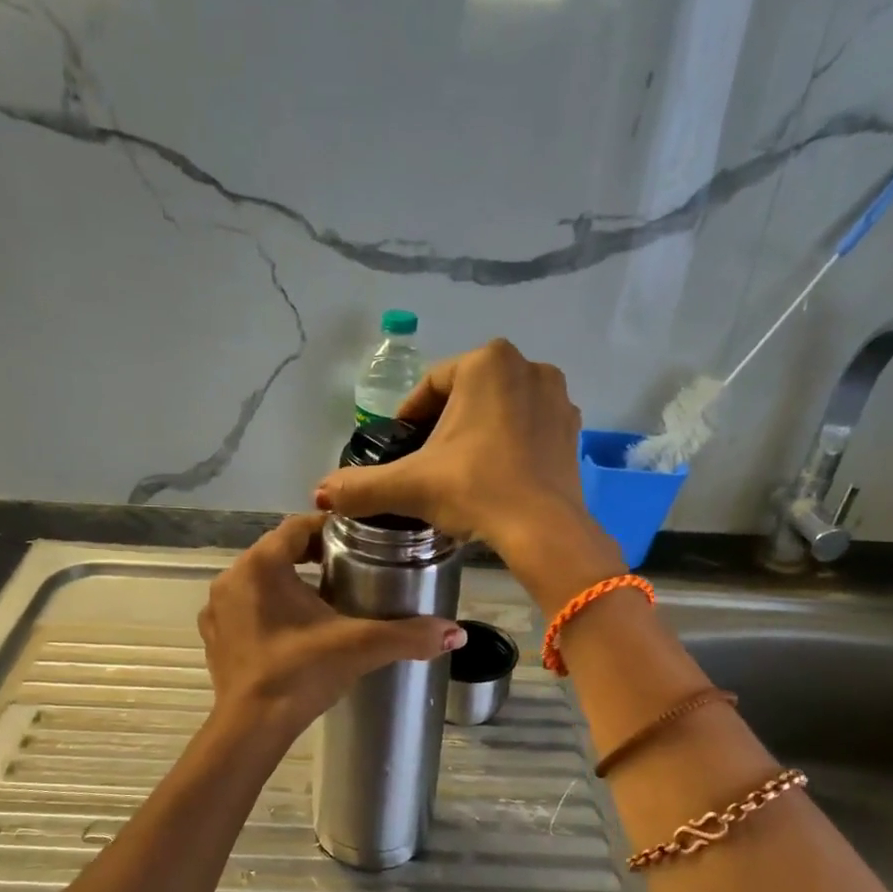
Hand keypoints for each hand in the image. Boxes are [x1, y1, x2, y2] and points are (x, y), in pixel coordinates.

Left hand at [198, 514, 465, 742]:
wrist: (252, 727)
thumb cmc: (302, 672)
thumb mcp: (360, 646)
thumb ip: (410, 635)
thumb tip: (457, 632)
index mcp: (262, 564)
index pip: (298, 527)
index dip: (330, 529)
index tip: (360, 540)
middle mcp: (233, 577)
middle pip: (278, 551)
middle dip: (312, 557)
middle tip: (350, 568)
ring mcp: (217, 609)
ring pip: (260, 580)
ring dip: (289, 583)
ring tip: (326, 600)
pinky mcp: (214, 637)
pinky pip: (245, 608)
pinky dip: (268, 610)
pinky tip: (293, 631)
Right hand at [313, 338, 622, 605]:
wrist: (543, 529)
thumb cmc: (475, 490)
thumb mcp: (410, 486)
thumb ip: (361, 487)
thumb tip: (319, 494)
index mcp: (486, 362)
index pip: (431, 386)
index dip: (408, 418)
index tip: (399, 449)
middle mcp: (527, 366)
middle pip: (466, 396)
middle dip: (443, 427)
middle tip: (426, 465)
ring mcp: (557, 397)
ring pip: (498, 411)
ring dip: (476, 434)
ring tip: (458, 473)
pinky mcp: (573, 430)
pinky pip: (527, 429)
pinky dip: (507, 446)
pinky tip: (494, 477)